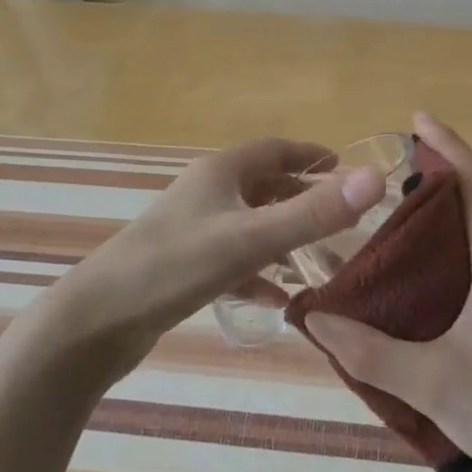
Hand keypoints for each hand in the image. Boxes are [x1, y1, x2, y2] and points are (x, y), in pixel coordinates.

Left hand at [50, 137, 384, 376]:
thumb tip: (376, 177)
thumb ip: (314, 213)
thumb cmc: (176, 266)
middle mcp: (206, 192)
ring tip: (320, 261)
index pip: (276, 149)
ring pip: (249, 224)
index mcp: (221, 172)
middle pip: (264, 186)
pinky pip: (232, 260)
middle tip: (342, 220)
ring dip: (283, 238)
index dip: (312, 156)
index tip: (346, 169)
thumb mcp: (251, 239)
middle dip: (303, 200)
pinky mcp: (182, 265)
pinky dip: (258, 273)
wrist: (96, 321)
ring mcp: (191, 229)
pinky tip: (277, 300)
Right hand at [305, 112, 471, 471]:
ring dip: (454, 218)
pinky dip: (466, 250)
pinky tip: (438, 283)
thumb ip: (368, 350)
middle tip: (392, 180)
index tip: (418, 119)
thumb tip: (314, 315)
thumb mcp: (432, 385)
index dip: (449, 145)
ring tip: (405, 227)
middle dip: (442, 179)